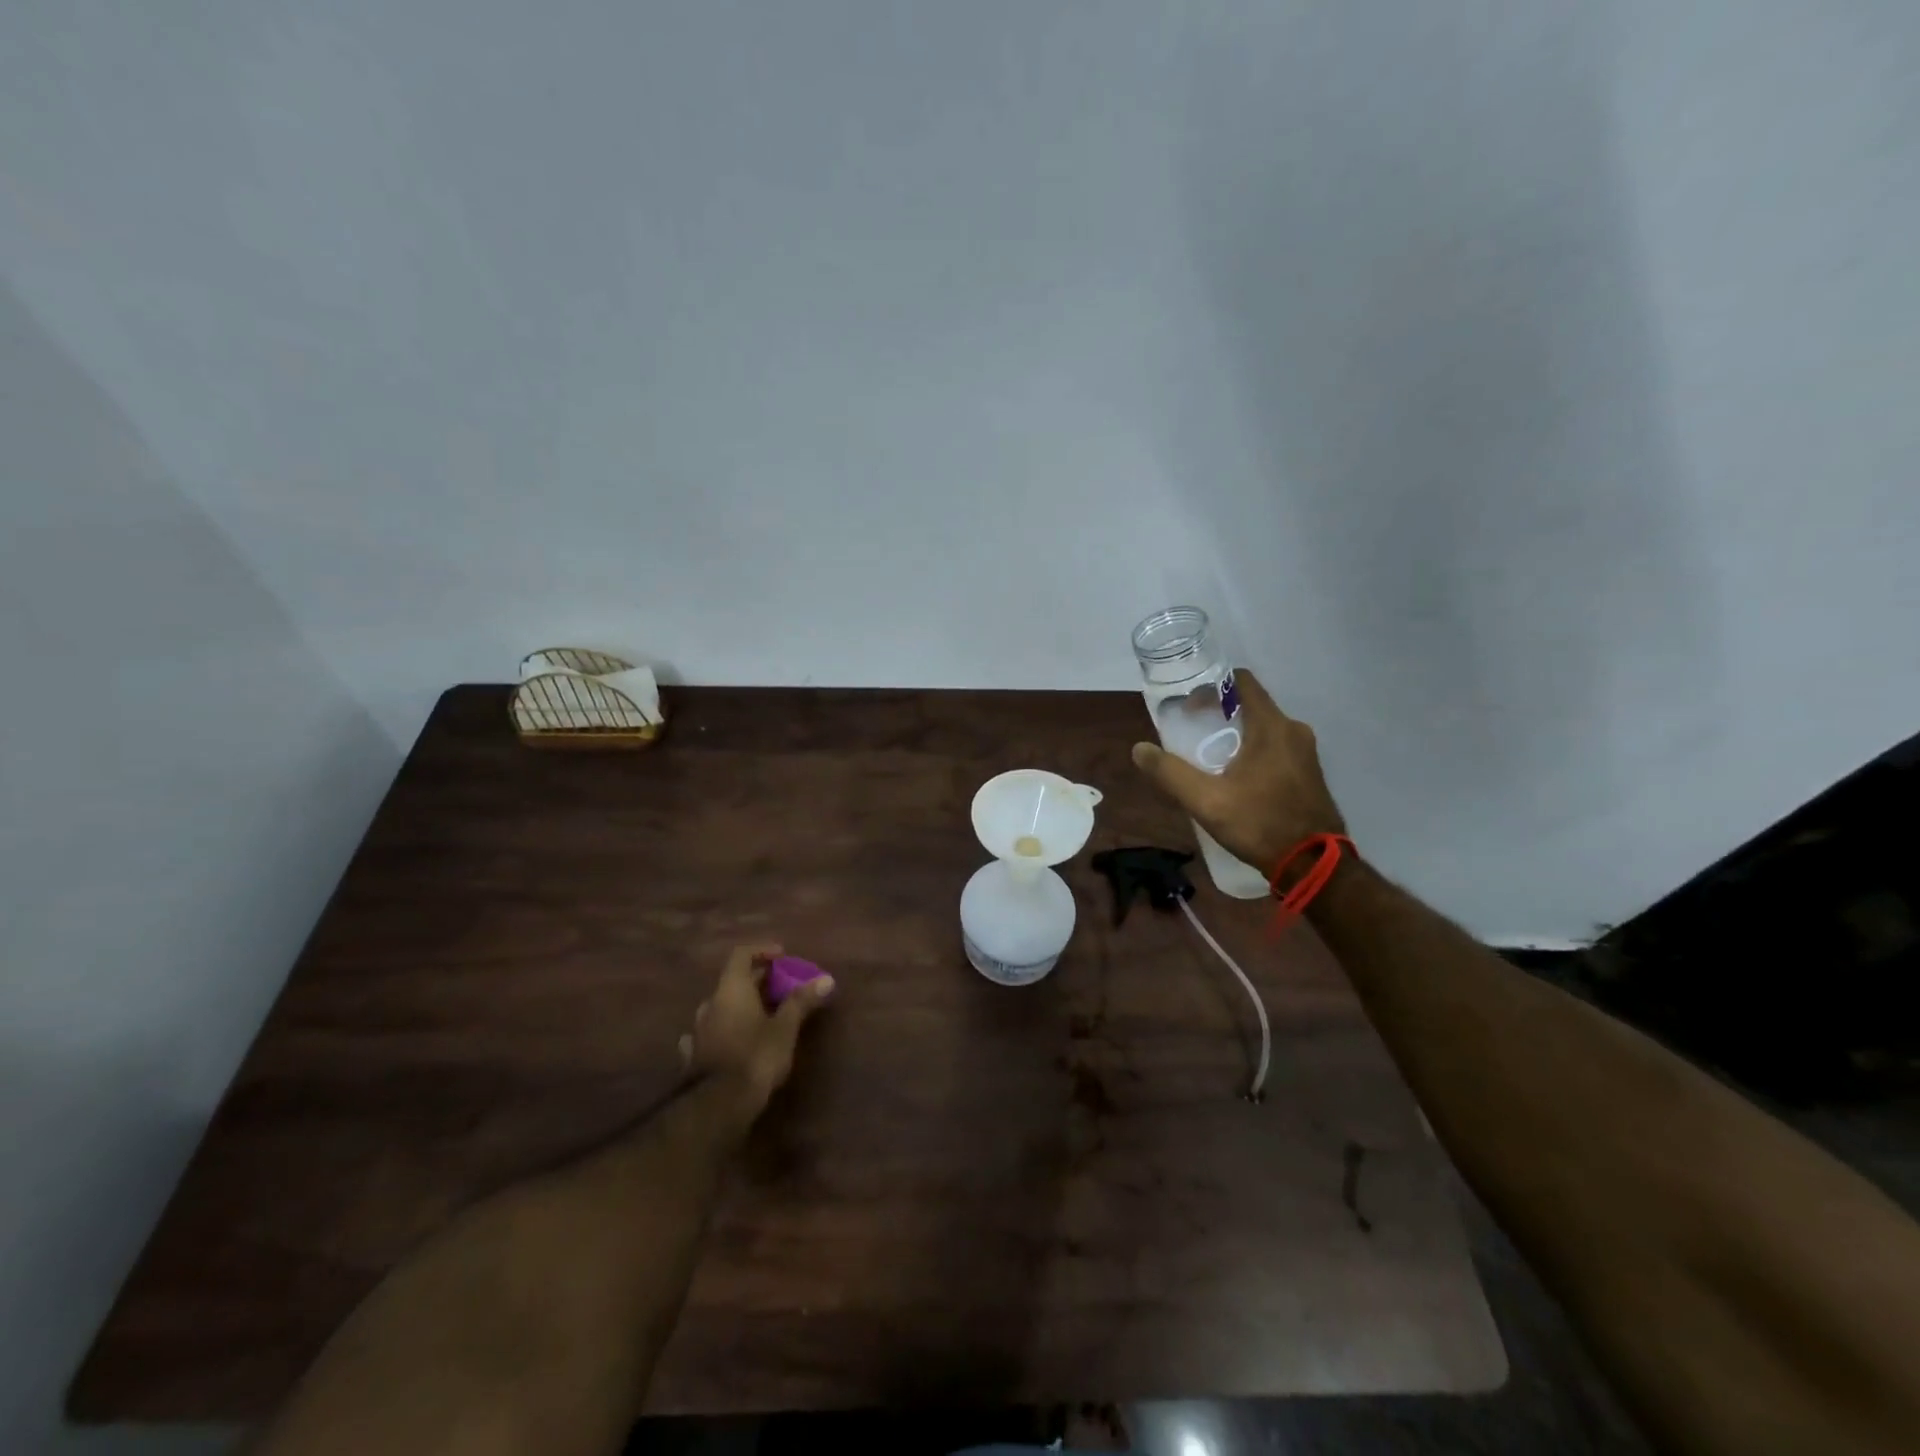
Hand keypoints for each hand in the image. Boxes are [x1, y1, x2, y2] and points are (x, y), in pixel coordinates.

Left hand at [677, 944, 833, 1121]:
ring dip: (741, 1006)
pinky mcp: (694, 1056)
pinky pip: (711, 1032)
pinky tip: (731, 1040)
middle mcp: (711, 1003)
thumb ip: (801, 1001)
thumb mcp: (785, 1028)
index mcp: (731, 989)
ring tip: (763, 1014)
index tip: (782, 956)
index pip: (742, 954)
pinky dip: (725, 1029)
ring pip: (722, 1007)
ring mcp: (699, 1030)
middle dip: (759, 981)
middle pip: (734, 981)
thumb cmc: (755, 1056)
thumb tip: (826, 979)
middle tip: (783, 987)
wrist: (717, 1106)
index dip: (762, 950)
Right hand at [1131, 669, 1344, 873]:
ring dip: (1237, 732)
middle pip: (1252, 704)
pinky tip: (1236, 776)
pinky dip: (1254, 749)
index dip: (1212, 685)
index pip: (1242, 681)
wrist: (1313, 865)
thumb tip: (1139, 749)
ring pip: (1265, 727)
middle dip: (1219, 712)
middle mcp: (1294, 730)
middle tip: (1191, 730)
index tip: (1188, 704)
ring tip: (1209, 755)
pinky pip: (1277, 746)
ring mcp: (1306, 752)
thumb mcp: (1206, 801)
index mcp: (1271, 726)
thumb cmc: (1259, 824)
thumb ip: (1170, 772)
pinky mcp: (1309, 772)